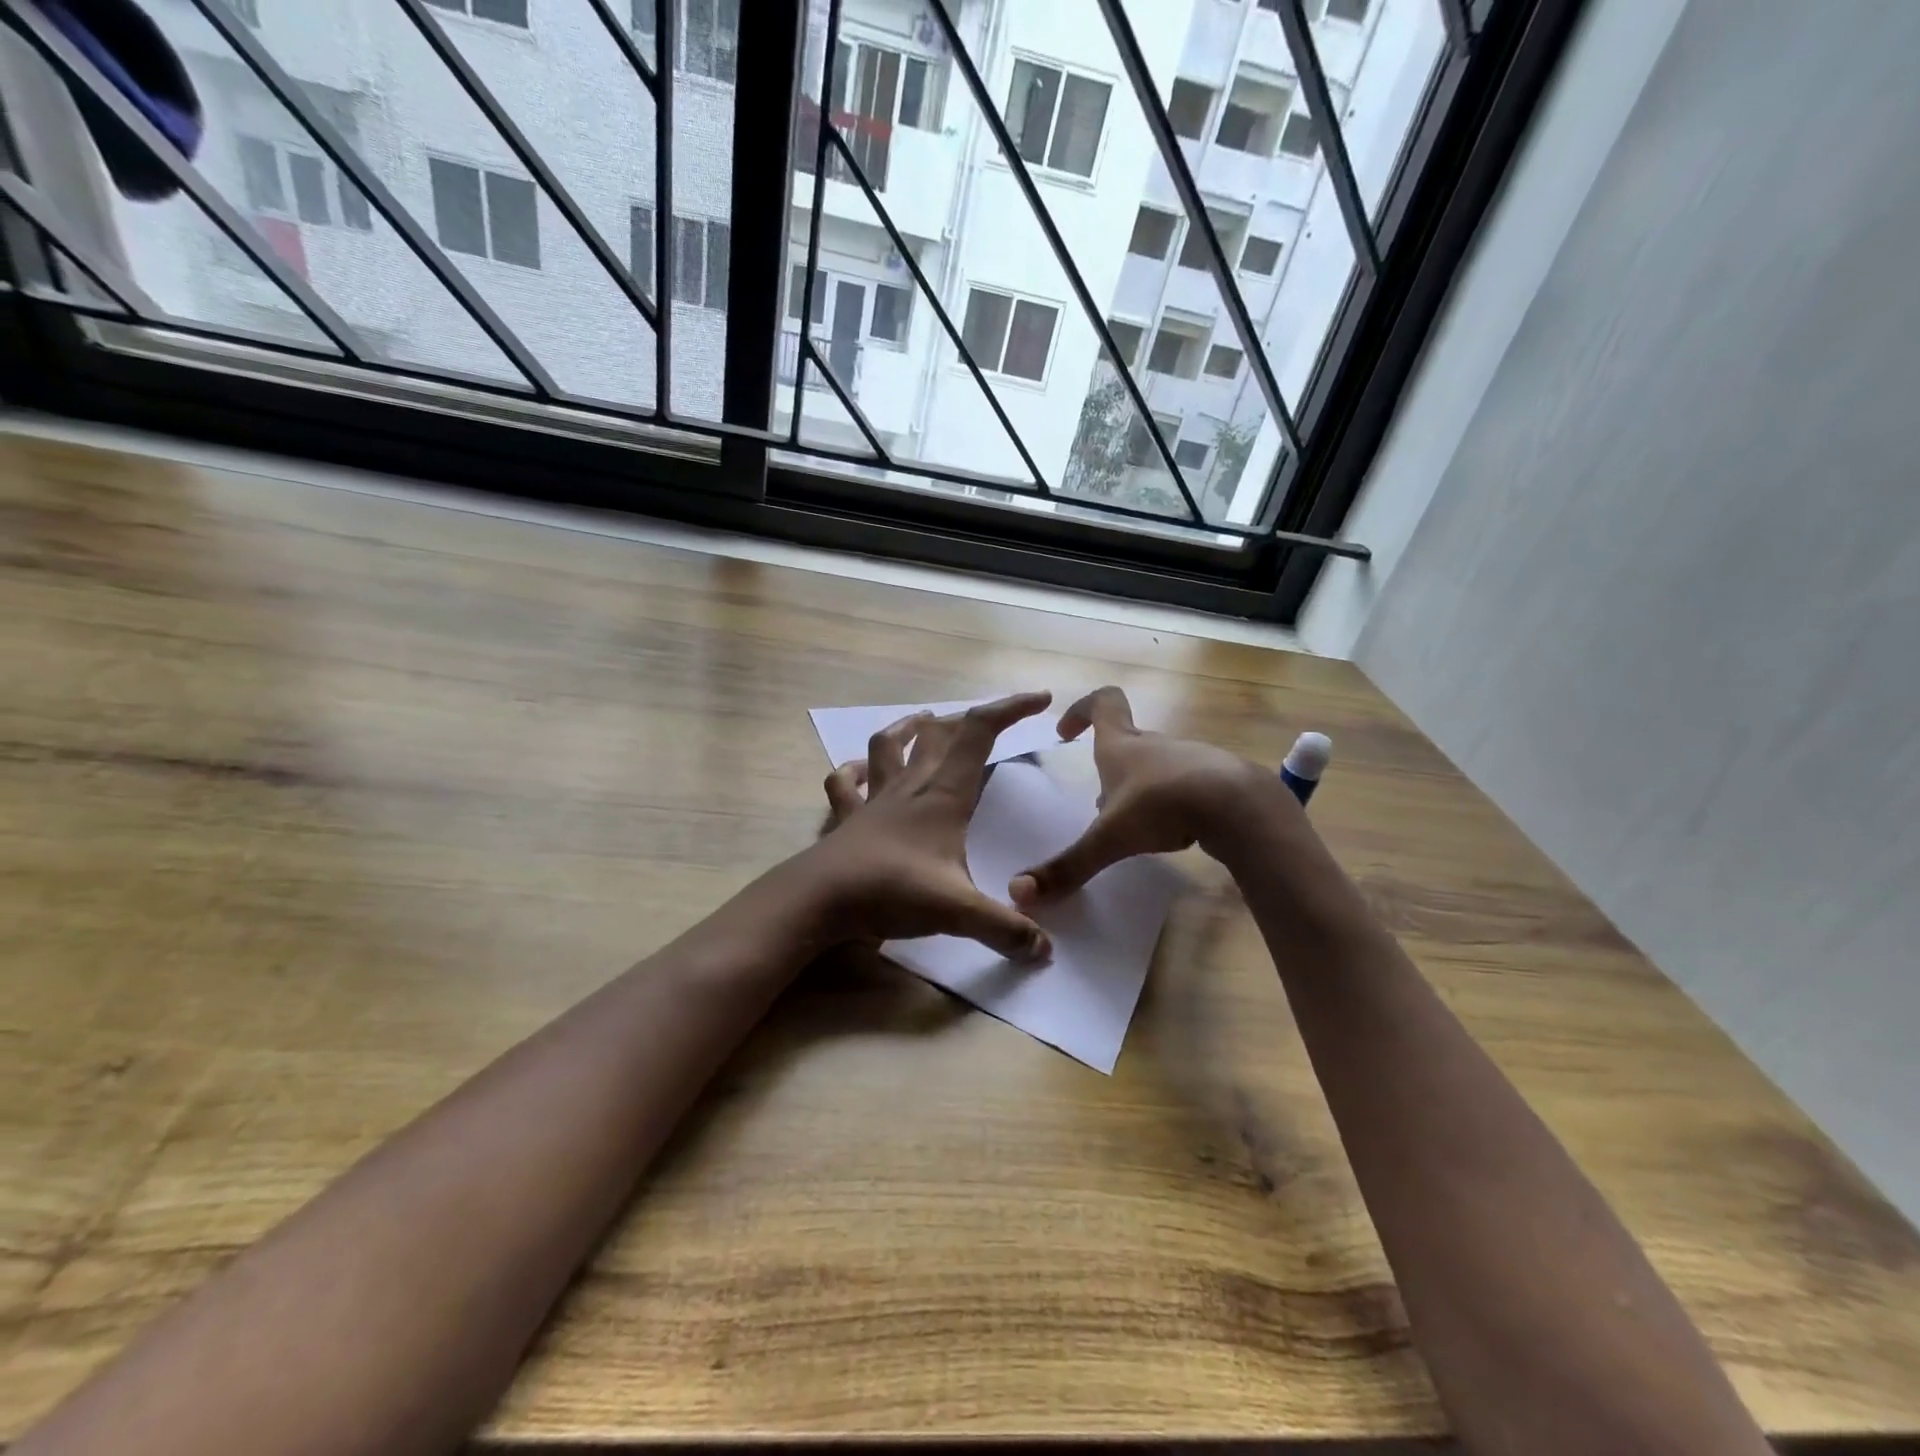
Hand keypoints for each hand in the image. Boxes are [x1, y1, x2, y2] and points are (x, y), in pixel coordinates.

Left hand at [810, 692, 1053, 961]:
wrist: (818, 900)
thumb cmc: (891, 892)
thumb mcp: (959, 912)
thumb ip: (1005, 929)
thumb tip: (1046, 952)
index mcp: (944, 795)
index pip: (980, 733)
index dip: (1010, 708)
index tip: (1040, 699)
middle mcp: (910, 786)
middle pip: (940, 734)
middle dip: (970, 720)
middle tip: (992, 722)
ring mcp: (874, 799)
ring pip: (890, 745)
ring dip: (909, 728)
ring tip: (926, 721)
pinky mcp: (847, 819)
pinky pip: (845, 784)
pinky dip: (853, 771)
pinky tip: (858, 770)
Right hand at [1009, 686, 1273, 904]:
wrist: (1239, 806)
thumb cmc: (1161, 806)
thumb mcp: (1109, 839)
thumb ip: (1068, 866)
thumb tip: (1019, 893)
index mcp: (1122, 745)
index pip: (1103, 703)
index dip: (1081, 709)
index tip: (1066, 731)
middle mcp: (1155, 745)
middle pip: (1127, 742)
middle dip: (1108, 769)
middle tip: (1098, 804)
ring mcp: (1191, 758)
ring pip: (1157, 767)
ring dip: (1140, 789)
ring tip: (1135, 827)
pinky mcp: (1218, 779)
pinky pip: (1187, 785)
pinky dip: (1174, 803)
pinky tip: (1176, 832)